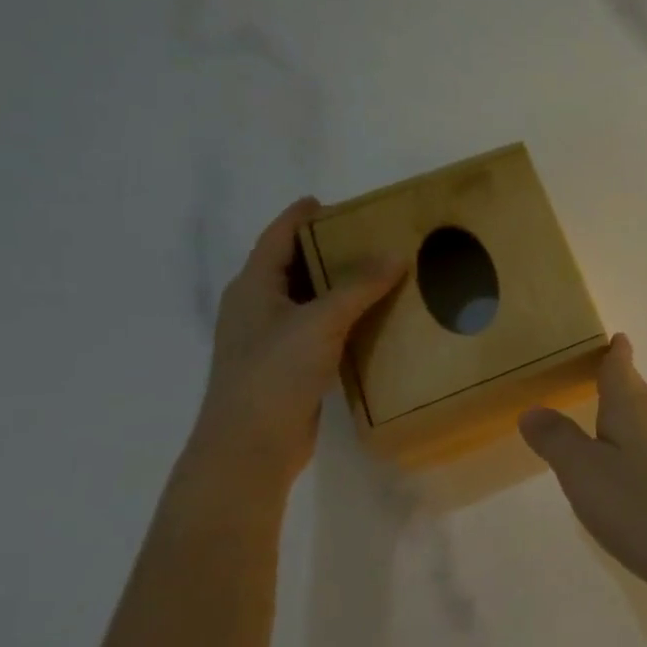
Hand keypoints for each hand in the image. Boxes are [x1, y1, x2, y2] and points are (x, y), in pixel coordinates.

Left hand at [187, 196, 405, 494]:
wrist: (250, 445)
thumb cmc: (274, 373)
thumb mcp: (319, 321)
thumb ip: (358, 286)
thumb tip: (396, 254)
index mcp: (253, 288)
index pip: (276, 239)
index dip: (298, 217)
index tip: (325, 201)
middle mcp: (257, 308)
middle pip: (292, 267)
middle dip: (325, 249)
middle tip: (368, 236)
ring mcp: (271, 340)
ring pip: (308, 300)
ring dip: (338, 285)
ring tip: (379, 273)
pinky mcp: (288, 366)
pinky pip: (319, 329)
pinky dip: (343, 318)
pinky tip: (372, 320)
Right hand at [519, 334, 646, 599]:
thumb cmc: (640, 505)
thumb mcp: (584, 473)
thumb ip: (557, 439)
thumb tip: (534, 408)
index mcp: (633, 407)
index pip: (621, 367)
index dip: (616, 352)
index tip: (616, 338)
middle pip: (637, 391)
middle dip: (619, 382)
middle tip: (597, 376)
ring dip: (628, 416)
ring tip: (606, 421)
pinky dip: (639, 447)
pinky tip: (630, 470)